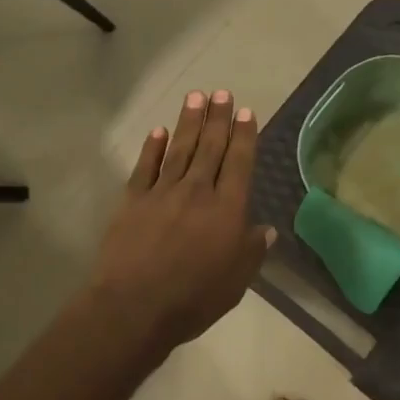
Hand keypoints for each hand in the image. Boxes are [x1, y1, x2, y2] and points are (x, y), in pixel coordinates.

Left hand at [85, 90, 274, 349]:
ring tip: (196, 97)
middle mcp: (197, 192)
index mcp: (227, 210)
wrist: (135, 307)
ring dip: (189, 122)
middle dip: (218, 119)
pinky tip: (159, 131)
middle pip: (210, 147)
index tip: (246, 112)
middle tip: (222, 93)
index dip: (244, 136)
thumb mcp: (235, 282)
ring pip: (180, 149)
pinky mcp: (133, 200)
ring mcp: (162, 193)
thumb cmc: (193, 299)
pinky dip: (153, 147)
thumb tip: (265, 229)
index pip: (239, 163)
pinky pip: (145, 167)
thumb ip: (251, 251)